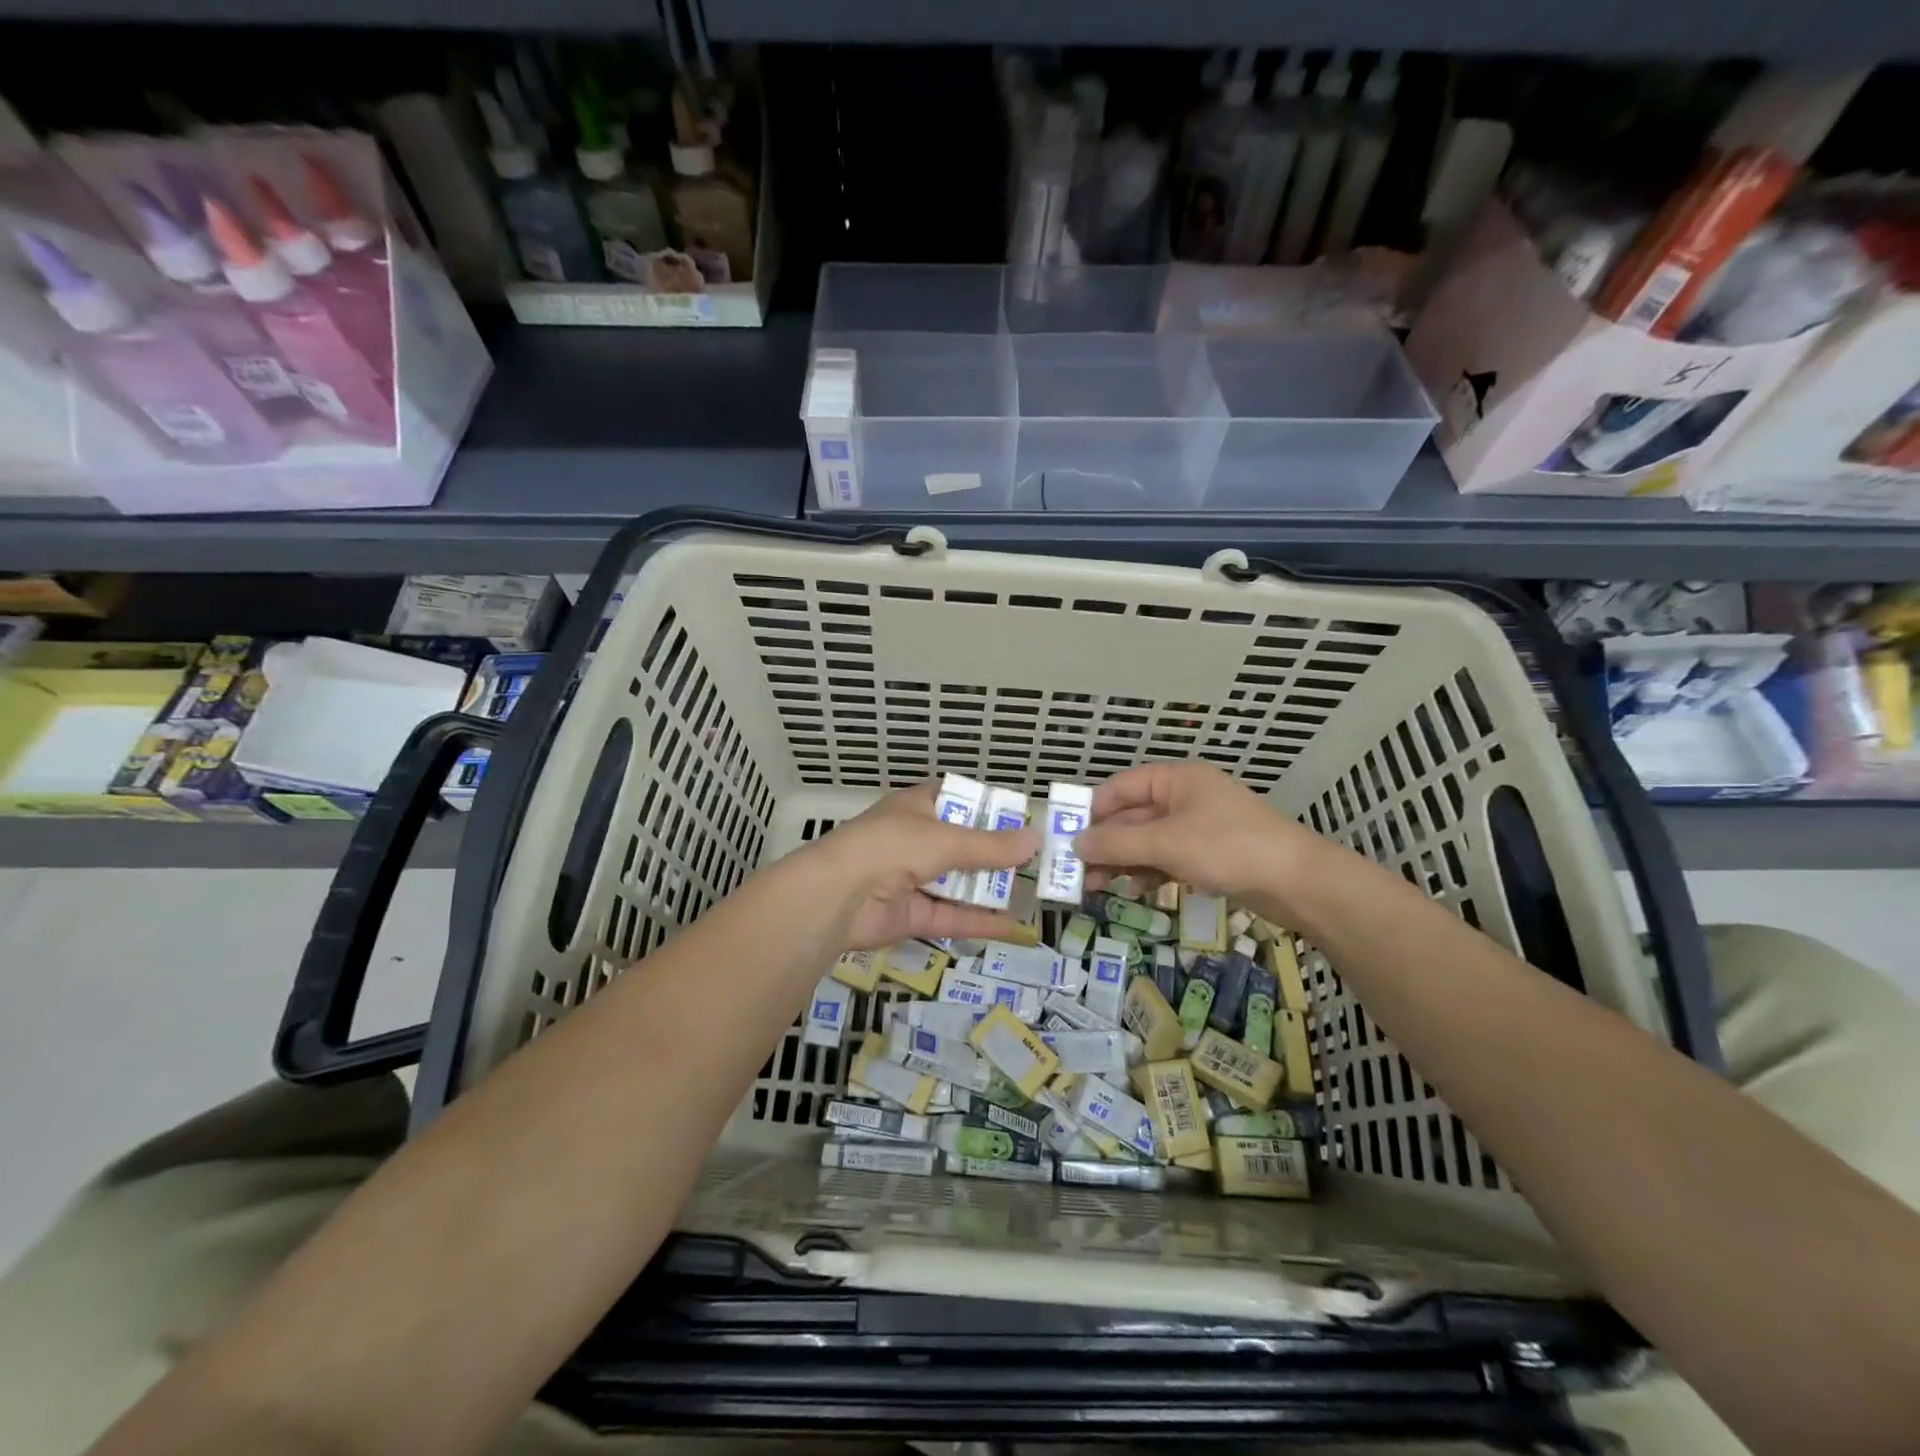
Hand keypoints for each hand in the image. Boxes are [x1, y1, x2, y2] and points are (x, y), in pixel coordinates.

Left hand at [804, 782, 1039, 950]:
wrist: (837, 895)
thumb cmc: (892, 846)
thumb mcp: (946, 839)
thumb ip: (991, 845)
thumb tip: (1035, 839)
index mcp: (917, 808)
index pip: (957, 801)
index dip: (988, 810)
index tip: (1023, 822)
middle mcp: (915, 840)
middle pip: (962, 846)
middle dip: (997, 855)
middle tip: (1038, 863)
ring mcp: (911, 879)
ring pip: (958, 883)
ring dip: (991, 889)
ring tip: (1034, 895)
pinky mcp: (910, 915)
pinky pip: (951, 916)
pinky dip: (979, 921)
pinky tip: (1014, 927)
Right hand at [1073, 762, 1324, 910]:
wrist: (1298, 883)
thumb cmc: (1229, 848)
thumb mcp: (1166, 844)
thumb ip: (1117, 843)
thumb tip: (1074, 844)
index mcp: (1176, 780)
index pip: (1120, 788)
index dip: (1091, 810)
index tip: (1065, 836)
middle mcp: (1185, 798)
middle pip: (1132, 817)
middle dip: (1104, 843)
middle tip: (1075, 872)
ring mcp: (1198, 828)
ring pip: (1147, 842)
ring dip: (1122, 861)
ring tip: (1095, 887)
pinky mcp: (1210, 856)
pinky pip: (1167, 859)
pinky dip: (1148, 872)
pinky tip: (1134, 890)